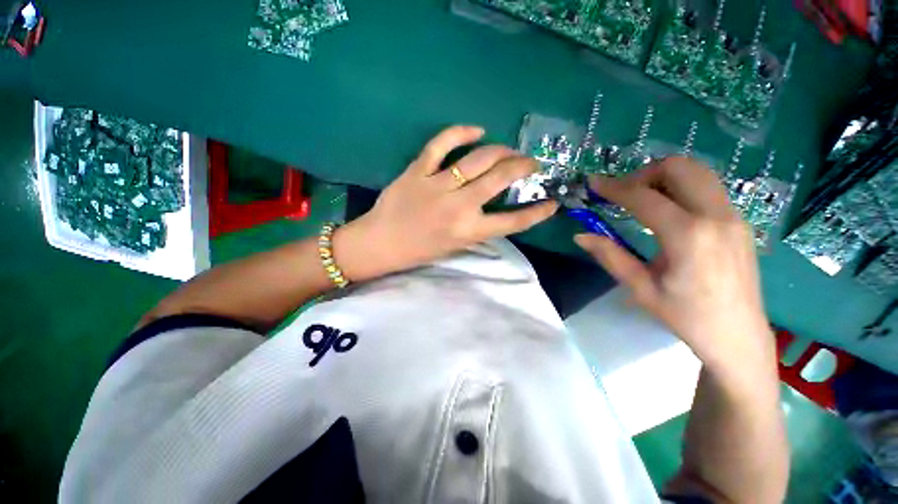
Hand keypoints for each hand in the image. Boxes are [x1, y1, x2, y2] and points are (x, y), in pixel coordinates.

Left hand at [334, 125, 558, 281]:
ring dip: (501, 151)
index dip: (538, 212)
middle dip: (523, 167)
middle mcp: (459, 207)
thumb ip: (478, 229)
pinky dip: (460, 132)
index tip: (552, 202)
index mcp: (468, 232)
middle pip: (500, 179)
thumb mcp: (455, 248)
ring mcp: (437, 185)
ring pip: (478, 159)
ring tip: (509, 151)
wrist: (380, 243)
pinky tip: (477, 130)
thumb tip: (496, 210)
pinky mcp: (418, 170)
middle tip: (531, 163)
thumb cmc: (418, 251)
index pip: (513, 221)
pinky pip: (442, 144)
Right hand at [575, 157, 775, 383]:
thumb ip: (610, 256)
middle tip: (623, 193)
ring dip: (664, 177)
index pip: (645, 197)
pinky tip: (666, 211)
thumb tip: (580, 236)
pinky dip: (681, 187)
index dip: (614, 187)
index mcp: (689, 236)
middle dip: (644, 173)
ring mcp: (733, 216)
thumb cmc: (686, 317)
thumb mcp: (641, 288)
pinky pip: (707, 188)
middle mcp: (716, 217)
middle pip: (680, 168)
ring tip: (641, 199)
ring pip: (698, 172)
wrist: (739, 336)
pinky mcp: (739, 222)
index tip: (594, 183)